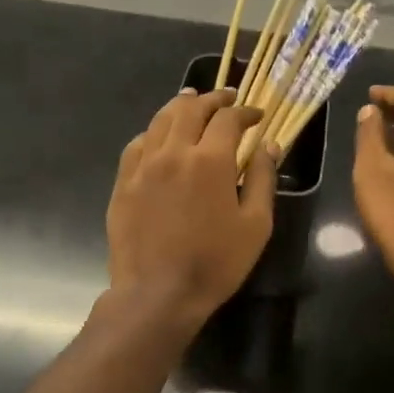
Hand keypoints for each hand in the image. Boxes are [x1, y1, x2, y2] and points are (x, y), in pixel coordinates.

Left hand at [106, 88, 275, 326]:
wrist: (158, 293)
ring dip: (180, 106)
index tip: (257, 116)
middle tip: (227, 99)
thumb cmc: (215, 263)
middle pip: (190, 109)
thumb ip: (263, 179)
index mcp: (209, 160)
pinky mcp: (124, 182)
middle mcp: (173, 152)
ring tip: (192, 101)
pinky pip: (137, 144)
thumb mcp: (255, 225)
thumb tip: (269, 145)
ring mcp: (143, 166)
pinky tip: (159, 137)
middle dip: (213, 99)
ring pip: (160, 120)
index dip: (245, 112)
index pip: (228, 118)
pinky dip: (153, 132)